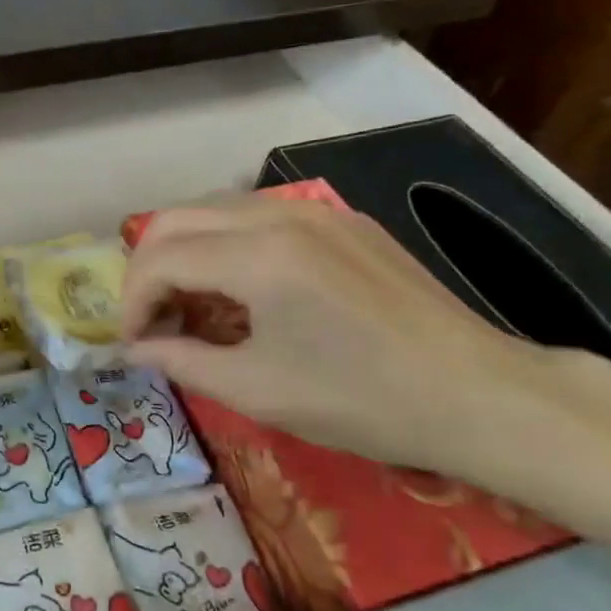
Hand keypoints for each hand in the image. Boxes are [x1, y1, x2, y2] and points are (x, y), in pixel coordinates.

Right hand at [120, 196, 597, 480]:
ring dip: (186, 252)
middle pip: (176, 218)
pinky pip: (258, 218)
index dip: (132, 302)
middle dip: (148, 269)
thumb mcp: (257, 390)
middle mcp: (278, 215)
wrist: (479, 394)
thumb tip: (135, 350)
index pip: (159, 258)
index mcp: (257, 255)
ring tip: (192, 307)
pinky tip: (243, 291)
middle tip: (152, 322)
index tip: (135, 344)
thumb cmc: (361, 400)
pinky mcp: (341, 221)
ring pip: (214, 211)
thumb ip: (181, 360)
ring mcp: (314, 212)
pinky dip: (227, 246)